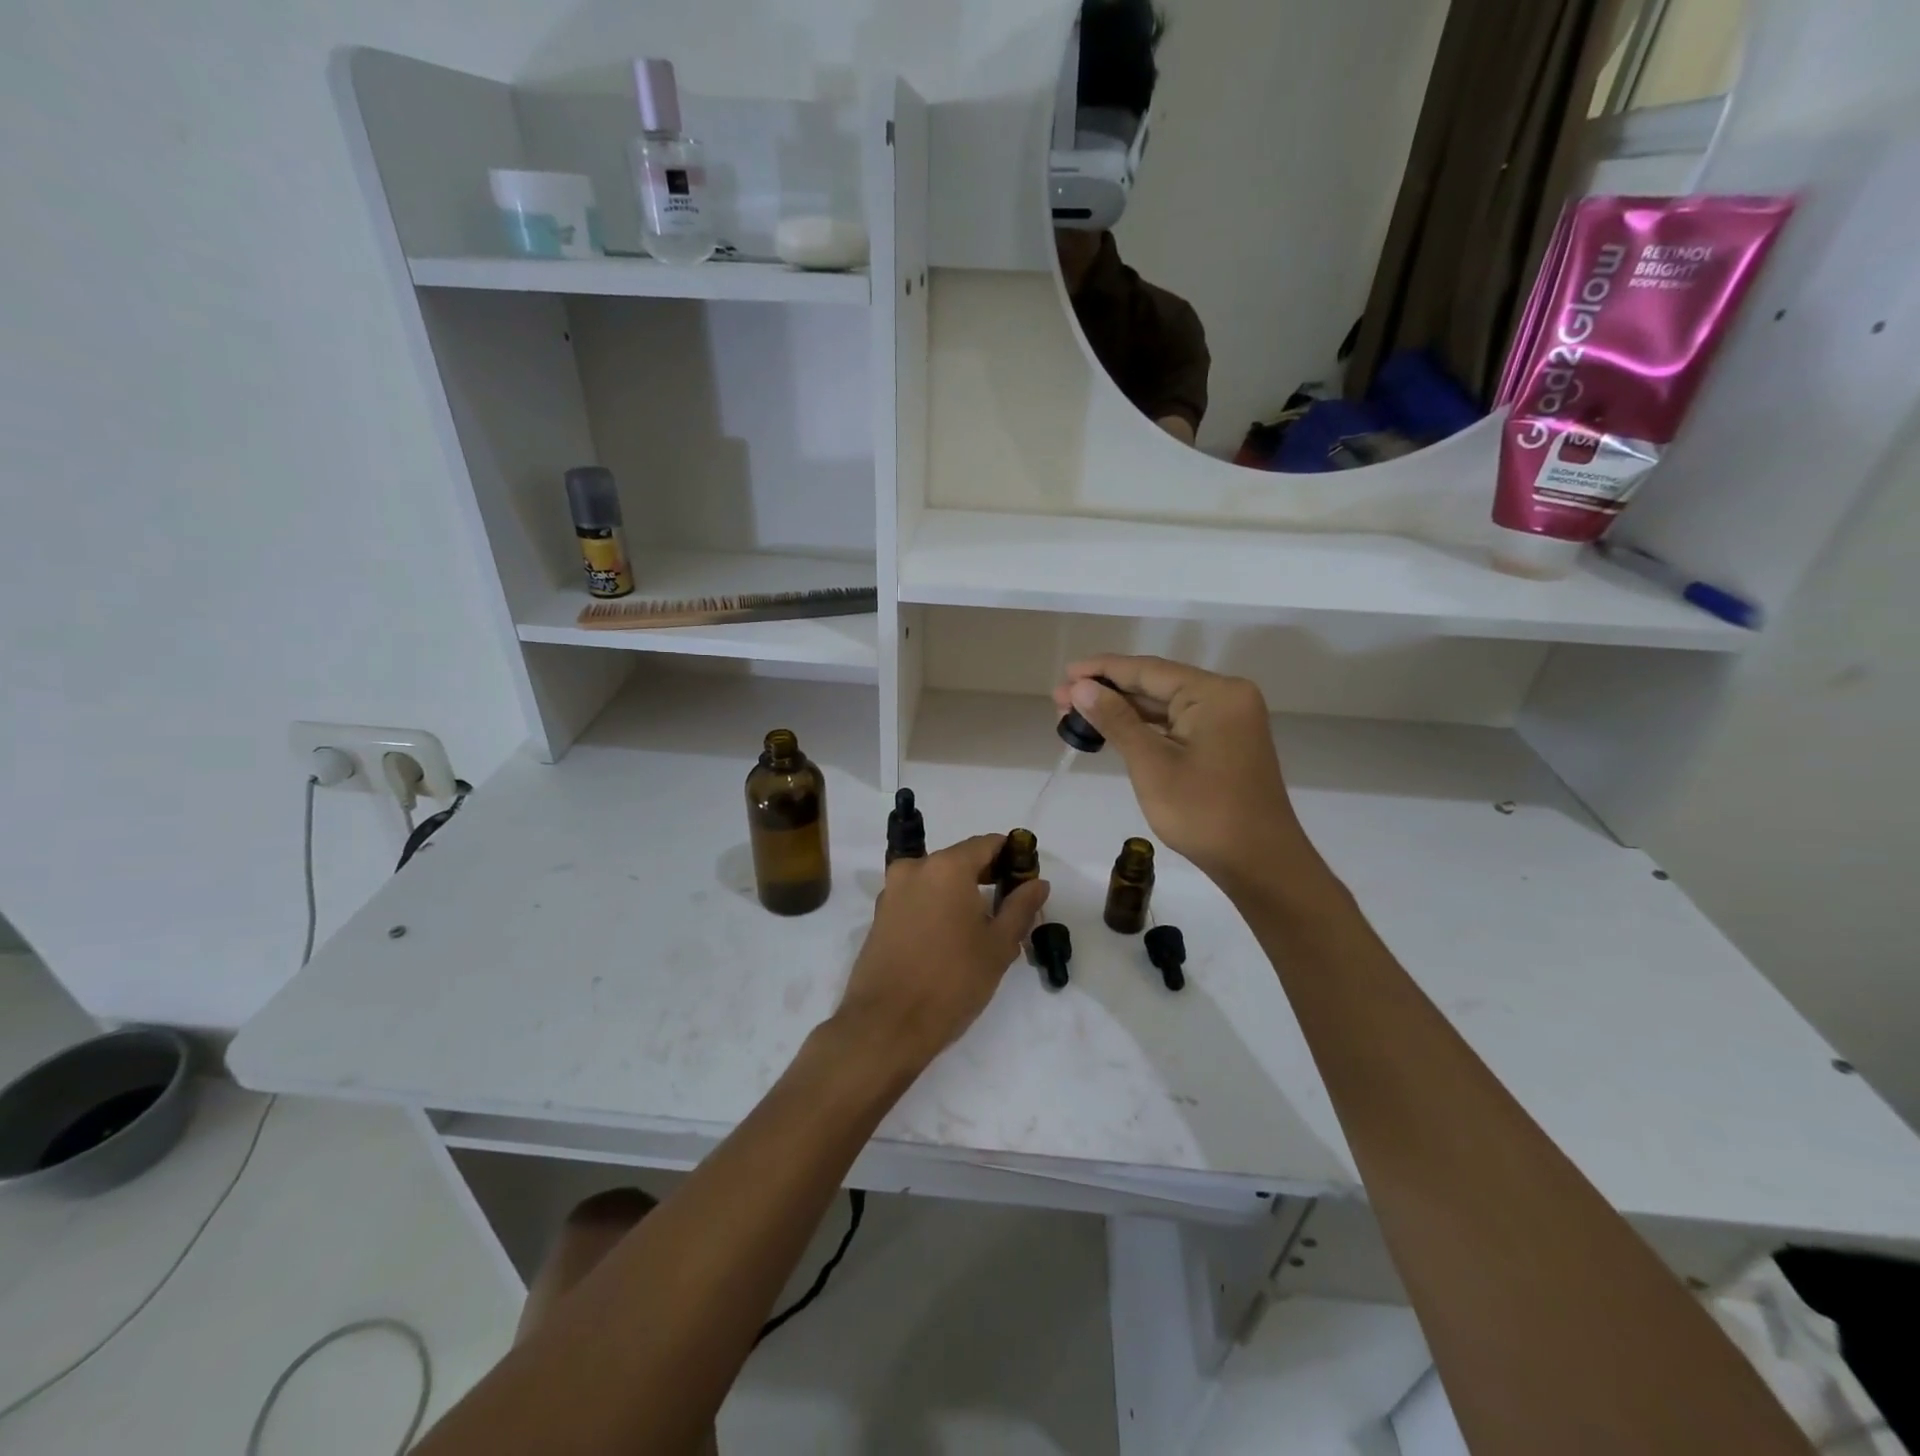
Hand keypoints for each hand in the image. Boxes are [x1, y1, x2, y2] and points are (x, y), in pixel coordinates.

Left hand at [834, 834, 1049, 1072]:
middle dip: (988, 875)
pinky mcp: (880, 915)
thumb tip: (1038, 882)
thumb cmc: (952, 981)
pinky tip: (952, 937)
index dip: (1012, 856)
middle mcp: (914, 868)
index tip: (1028, 879)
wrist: (886, 1025)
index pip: (987, 844)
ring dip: (962, 893)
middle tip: (1012, 904)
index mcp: (946, 867)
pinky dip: (938, 906)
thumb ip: (1020, 906)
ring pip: (937, 880)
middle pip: (960, 859)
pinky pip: (918, 898)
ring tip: (984, 927)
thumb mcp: (998, 946)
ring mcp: (892, 891)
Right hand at [1053, 656, 1314, 887]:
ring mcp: (1228, 720)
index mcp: (1215, 693)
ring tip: (1076, 715)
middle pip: (1156, 684)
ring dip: (1122, 710)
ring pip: (1164, 705)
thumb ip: (1116, 720)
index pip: (1148, 670)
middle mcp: (1226, 697)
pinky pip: (1176, 724)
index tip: (1064, 674)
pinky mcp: (1224, 742)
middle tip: (1060, 701)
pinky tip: (1113, 730)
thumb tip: (1080, 687)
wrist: (1259, 863)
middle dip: (1107, 692)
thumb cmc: (1204, 813)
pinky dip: (1144, 727)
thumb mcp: (1152, 764)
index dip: (1101, 670)